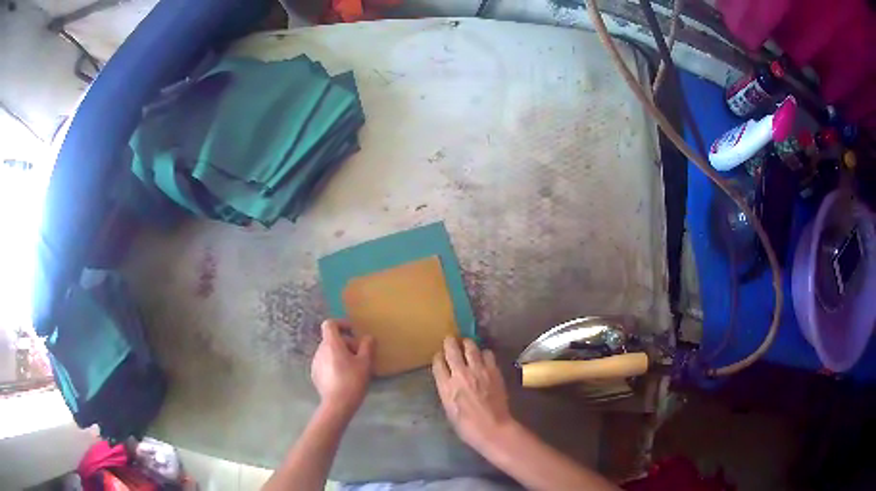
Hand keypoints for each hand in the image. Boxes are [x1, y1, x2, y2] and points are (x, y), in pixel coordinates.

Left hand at [311, 320, 373, 414]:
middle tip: (360, 355)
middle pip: (331, 339)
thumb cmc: (352, 380)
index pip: (330, 324)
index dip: (341, 324)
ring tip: (353, 368)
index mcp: (331, 344)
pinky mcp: (315, 375)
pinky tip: (343, 378)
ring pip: (328, 352)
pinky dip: (334, 365)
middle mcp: (320, 350)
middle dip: (346, 343)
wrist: (337, 404)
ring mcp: (315, 363)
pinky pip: (325, 363)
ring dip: (340, 355)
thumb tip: (368, 337)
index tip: (353, 332)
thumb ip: (367, 346)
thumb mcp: (365, 363)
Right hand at [432, 337, 514, 448]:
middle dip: (450, 342)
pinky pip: (488, 354)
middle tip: (450, 339)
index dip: (438, 357)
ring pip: (471, 347)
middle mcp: (460, 374)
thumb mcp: (449, 409)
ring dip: (467, 344)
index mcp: (446, 386)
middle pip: (452, 350)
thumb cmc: (467, 426)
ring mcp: (478, 370)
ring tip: (467, 343)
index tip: (439, 355)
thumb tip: (448, 382)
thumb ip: (447, 391)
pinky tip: (484, 356)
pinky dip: (484, 353)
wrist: (493, 428)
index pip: (438, 363)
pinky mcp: (493, 371)